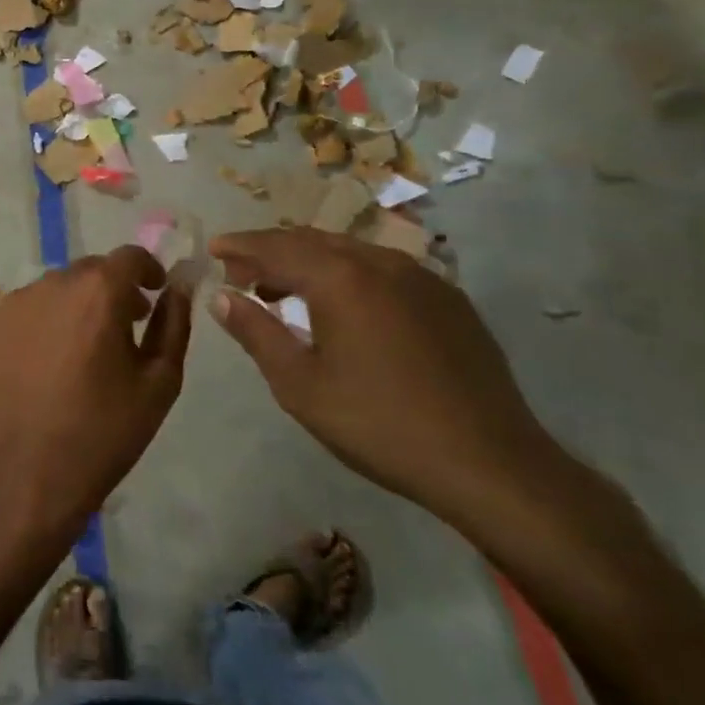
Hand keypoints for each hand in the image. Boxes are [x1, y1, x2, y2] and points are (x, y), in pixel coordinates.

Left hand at [0, 247, 193, 546]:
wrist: (26, 477)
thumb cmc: (103, 433)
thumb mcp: (159, 382)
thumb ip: (173, 324)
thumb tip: (178, 288)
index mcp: (98, 292)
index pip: (129, 256)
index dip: (147, 270)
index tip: (154, 294)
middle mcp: (50, 284)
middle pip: (88, 271)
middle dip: (110, 290)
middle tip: (123, 328)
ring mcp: (11, 304)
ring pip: (53, 290)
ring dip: (73, 307)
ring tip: (80, 352)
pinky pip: (22, 312)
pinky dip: (39, 325)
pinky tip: (42, 365)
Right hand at [208, 227, 566, 528]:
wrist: (490, 464)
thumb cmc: (380, 425)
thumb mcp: (300, 385)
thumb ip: (256, 333)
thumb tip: (221, 297)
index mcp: (341, 279)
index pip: (276, 247)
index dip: (240, 246)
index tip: (214, 249)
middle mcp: (381, 264)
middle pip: (312, 241)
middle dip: (271, 250)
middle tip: (242, 272)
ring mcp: (421, 278)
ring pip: (350, 251)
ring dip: (309, 261)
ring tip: (283, 289)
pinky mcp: (448, 300)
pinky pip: (383, 269)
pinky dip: (347, 274)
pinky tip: (342, 306)